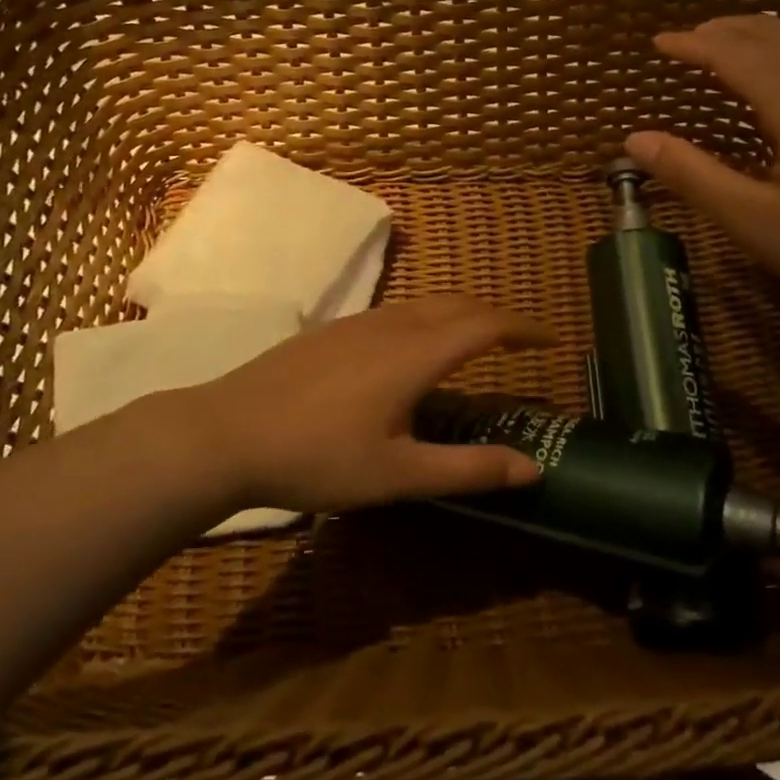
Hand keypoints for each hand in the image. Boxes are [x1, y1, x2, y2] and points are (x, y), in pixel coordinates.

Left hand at [179, 297, 551, 513]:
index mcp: (417, 353)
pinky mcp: (334, 329)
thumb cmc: (317, 457)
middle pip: (459, 305)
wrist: (226, 433)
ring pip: (426, 304)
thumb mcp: (398, 476)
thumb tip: (532, 468)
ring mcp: (360, 322)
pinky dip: (429, 320)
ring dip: (461, 315)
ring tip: (476, 343)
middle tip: (521, 342)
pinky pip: (399, 311)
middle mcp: (394, 324)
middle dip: (497, 317)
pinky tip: (415, 352)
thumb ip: (468, 470)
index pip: (486, 326)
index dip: (525, 329)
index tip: (552, 340)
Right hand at [626, 15, 779, 326]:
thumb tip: (634, 140)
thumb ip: (693, 176)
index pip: (732, 53)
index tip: (658, 43)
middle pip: (773, 34)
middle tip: (691, 40)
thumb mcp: (757, 222)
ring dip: (762, 40)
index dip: (691, 44)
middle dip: (725, 31)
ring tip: (734, 53)